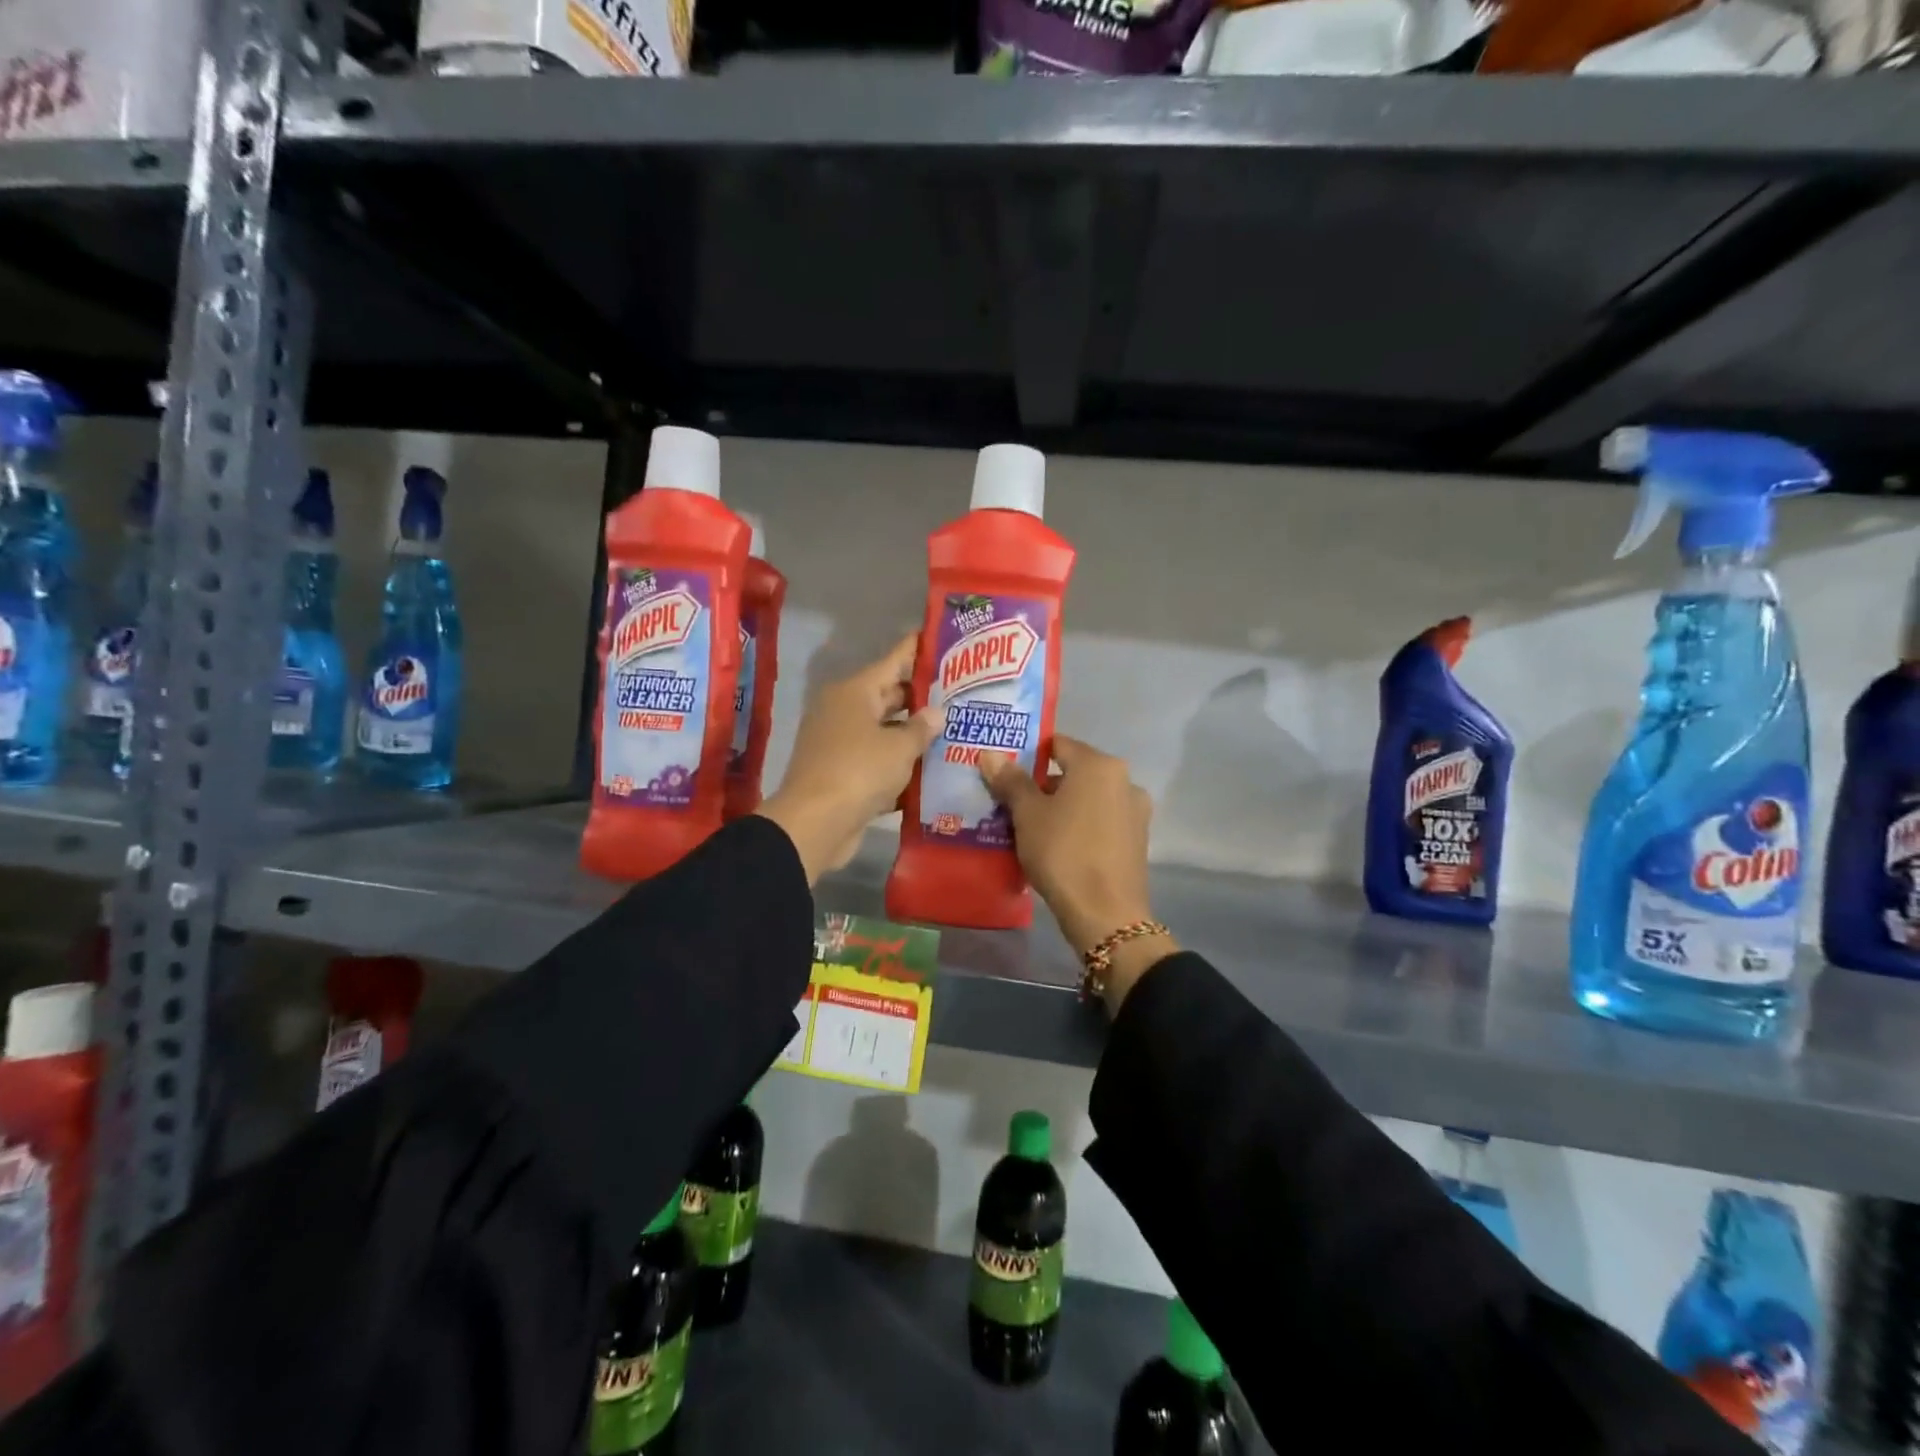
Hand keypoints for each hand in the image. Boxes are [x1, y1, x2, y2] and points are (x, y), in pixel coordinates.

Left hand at [759, 635, 942, 884]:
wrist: (816, 823)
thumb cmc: (859, 771)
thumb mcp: (899, 746)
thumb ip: (922, 727)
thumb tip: (937, 713)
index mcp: (855, 692)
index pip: (893, 661)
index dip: (917, 651)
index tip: (942, 640)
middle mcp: (845, 711)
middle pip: (889, 696)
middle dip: (922, 697)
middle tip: (961, 693)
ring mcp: (841, 743)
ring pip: (885, 731)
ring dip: (913, 735)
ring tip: (955, 731)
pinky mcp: (843, 774)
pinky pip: (877, 761)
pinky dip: (899, 765)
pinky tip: (932, 770)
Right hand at [978, 736, 1176, 1012]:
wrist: (1106, 914)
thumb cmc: (1063, 853)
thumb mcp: (1028, 815)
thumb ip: (1011, 780)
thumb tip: (989, 753)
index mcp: (1099, 765)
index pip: (1057, 744)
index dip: (1028, 754)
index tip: (1004, 772)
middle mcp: (1124, 780)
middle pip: (1073, 771)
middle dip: (1042, 784)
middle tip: (1010, 801)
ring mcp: (1134, 811)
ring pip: (1087, 798)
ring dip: (1061, 806)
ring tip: (1029, 827)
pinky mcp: (1137, 839)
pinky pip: (1100, 821)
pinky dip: (1079, 825)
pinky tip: (1057, 845)